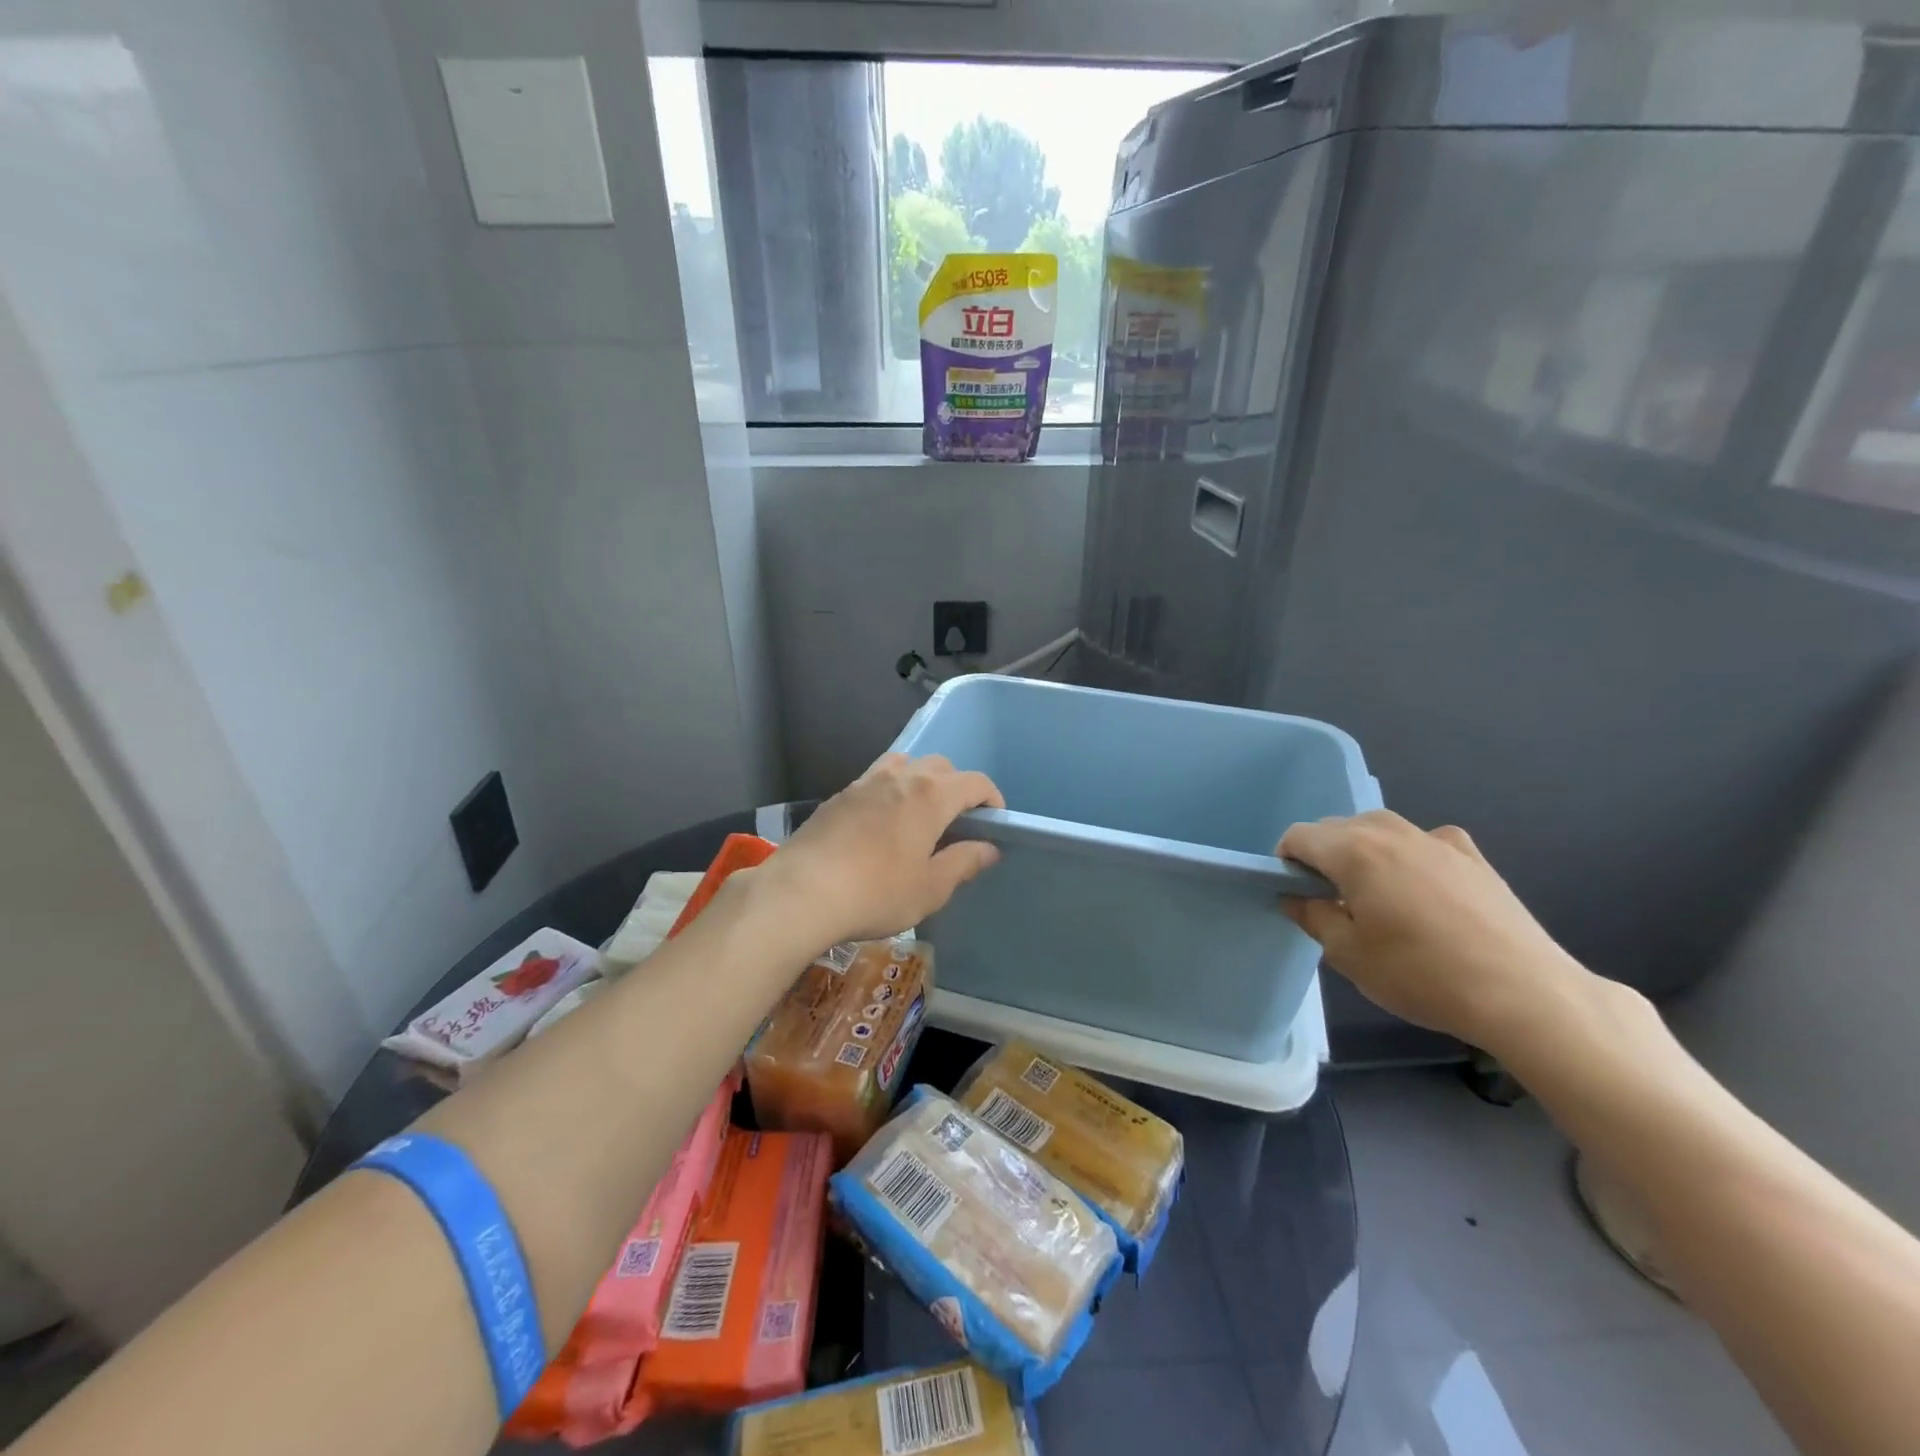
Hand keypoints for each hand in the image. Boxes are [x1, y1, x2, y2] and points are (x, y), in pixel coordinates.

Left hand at [759, 754, 1004, 948]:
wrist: (801, 892)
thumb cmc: (876, 892)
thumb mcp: (930, 888)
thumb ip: (963, 862)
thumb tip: (988, 848)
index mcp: (930, 795)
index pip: (974, 782)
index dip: (991, 798)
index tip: (995, 821)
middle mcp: (900, 777)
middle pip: (940, 766)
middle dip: (957, 787)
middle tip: (958, 822)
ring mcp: (865, 782)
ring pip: (904, 765)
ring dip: (921, 781)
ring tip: (919, 814)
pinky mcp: (839, 796)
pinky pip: (875, 779)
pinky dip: (890, 789)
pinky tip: (882, 822)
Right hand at [1278, 810, 1588, 1051]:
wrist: (1525, 995)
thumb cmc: (1422, 974)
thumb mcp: (1348, 954)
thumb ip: (1313, 916)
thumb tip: (1297, 897)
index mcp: (1354, 851)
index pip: (1300, 836)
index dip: (1286, 861)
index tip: (1294, 893)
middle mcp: (1392, 833)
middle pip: (1339, 827)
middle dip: (1324, 854)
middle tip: (1331, 900)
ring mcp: (1437, 840)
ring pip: (1381, 830)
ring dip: (1364, 851)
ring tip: (1376, 895)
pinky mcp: (1474, 857)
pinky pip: (1425, 842)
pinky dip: (1411, 856)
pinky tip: (1424, 889)